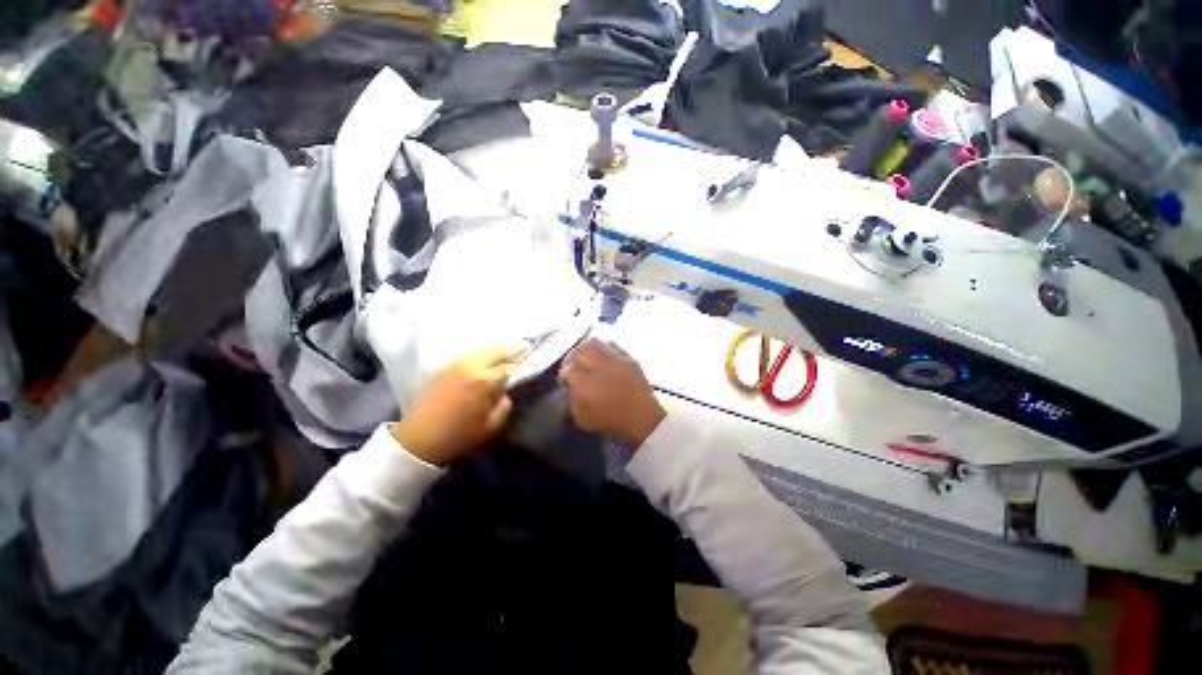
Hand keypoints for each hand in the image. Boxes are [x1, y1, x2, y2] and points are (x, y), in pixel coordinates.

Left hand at [391, 344, 524, 464]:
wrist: (420, 437)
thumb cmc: (460, 434)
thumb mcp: (492, 425)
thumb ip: (505, 404)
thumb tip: (505, 390)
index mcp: (485, 380)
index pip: (509, 365)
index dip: (521, 363)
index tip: (530, 360)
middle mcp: (471, 366)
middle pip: (497, 350)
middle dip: (512, 348)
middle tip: (524, 347)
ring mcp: (456, 363)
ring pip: (482, 349)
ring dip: (497, 349)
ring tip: (506, 351)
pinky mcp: (445, 366)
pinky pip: (469, 354)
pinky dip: (482, 353)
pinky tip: (486, 357)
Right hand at [560, 339, 665, 446]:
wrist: (642, 420)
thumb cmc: (610, 422)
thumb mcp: (582, 417)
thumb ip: (572, 398)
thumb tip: (570, 384)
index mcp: (585, 384)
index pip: (567, 369)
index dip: (564, 373)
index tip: (565, 378)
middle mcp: (600, 367)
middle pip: (580, 351)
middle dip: (573, 357)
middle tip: (573, 365)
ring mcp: (616, 360)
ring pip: (595, 343)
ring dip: (587, 349)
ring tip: (587, 358)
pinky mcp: (629, 359)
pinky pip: (612, 347)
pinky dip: (603, 350)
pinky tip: (603, 359)